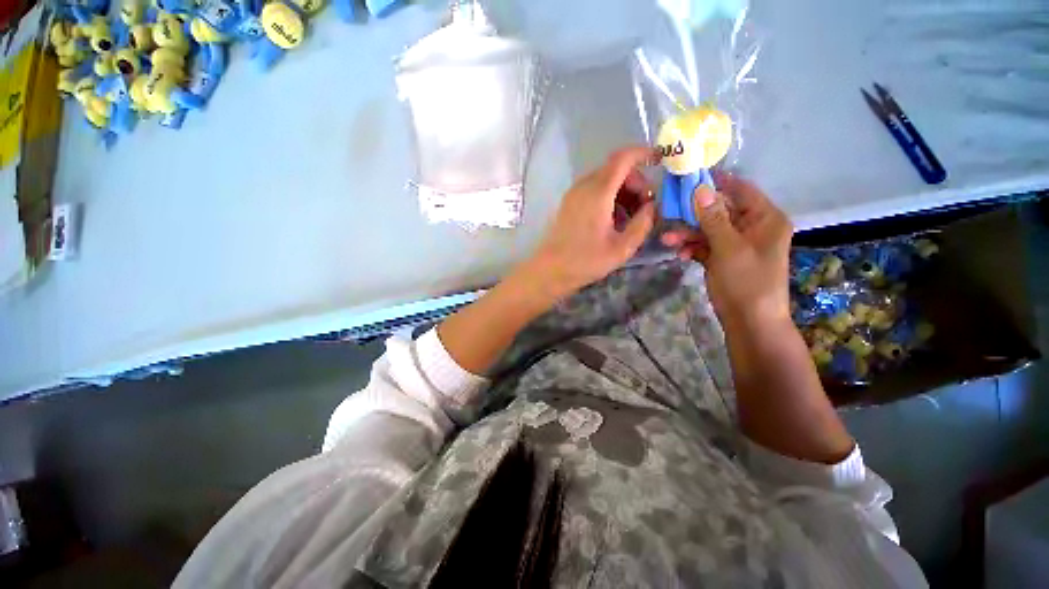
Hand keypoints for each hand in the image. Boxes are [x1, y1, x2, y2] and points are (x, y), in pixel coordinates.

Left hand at [519, 147, 656, 299]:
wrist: (551, 270)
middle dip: (636, 182)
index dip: (644, 153)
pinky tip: (614, 221)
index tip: (660, 162)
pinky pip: (594, 190)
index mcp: (598, 192)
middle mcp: (584, 186)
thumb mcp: (622, 247)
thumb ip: (643, 223)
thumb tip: (652, 206)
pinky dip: (609, 197)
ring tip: (631, 218)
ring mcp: (574, 194)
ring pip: (605, 180)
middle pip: (615, 169)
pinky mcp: (569, 203)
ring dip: (623, 192)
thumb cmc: (586, 261)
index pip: (623, 158)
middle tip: (645, 207)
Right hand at [661, 173, 792, 331]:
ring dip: (688, 233)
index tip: (688, 178)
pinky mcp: (723, 258)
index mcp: (765, 219)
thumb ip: (714, 218)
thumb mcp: (729, 248)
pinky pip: (705, 246)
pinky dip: (692, 248)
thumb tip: (700, 188)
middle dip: (693, 214)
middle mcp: (752, 227)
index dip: (716, 182)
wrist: (749, 322)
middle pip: (720, 210)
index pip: (741, 190)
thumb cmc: (747, 282)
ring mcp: (736, 244)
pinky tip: (679, 254)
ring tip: (666, 240)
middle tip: (668, 211)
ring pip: (708, 229)